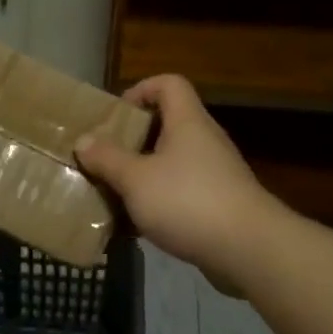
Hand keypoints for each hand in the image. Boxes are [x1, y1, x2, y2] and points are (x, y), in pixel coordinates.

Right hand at [74, 75, 275, 283]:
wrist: (249, 249)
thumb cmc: (188, 201)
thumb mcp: (136, 179)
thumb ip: (107, 158)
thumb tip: (83, 140)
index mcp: (187, 122)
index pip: (169, 84)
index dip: (141, 89)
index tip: (117, 115)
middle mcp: (204, 140)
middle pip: (168, 124)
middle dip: (134, 139)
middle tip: (106, 156)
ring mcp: (216, 173)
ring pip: (173, 162)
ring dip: (144, 174)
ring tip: (116, 192)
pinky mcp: (220, 204)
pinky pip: (183, 191)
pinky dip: (160, 201)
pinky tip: (139, 226)